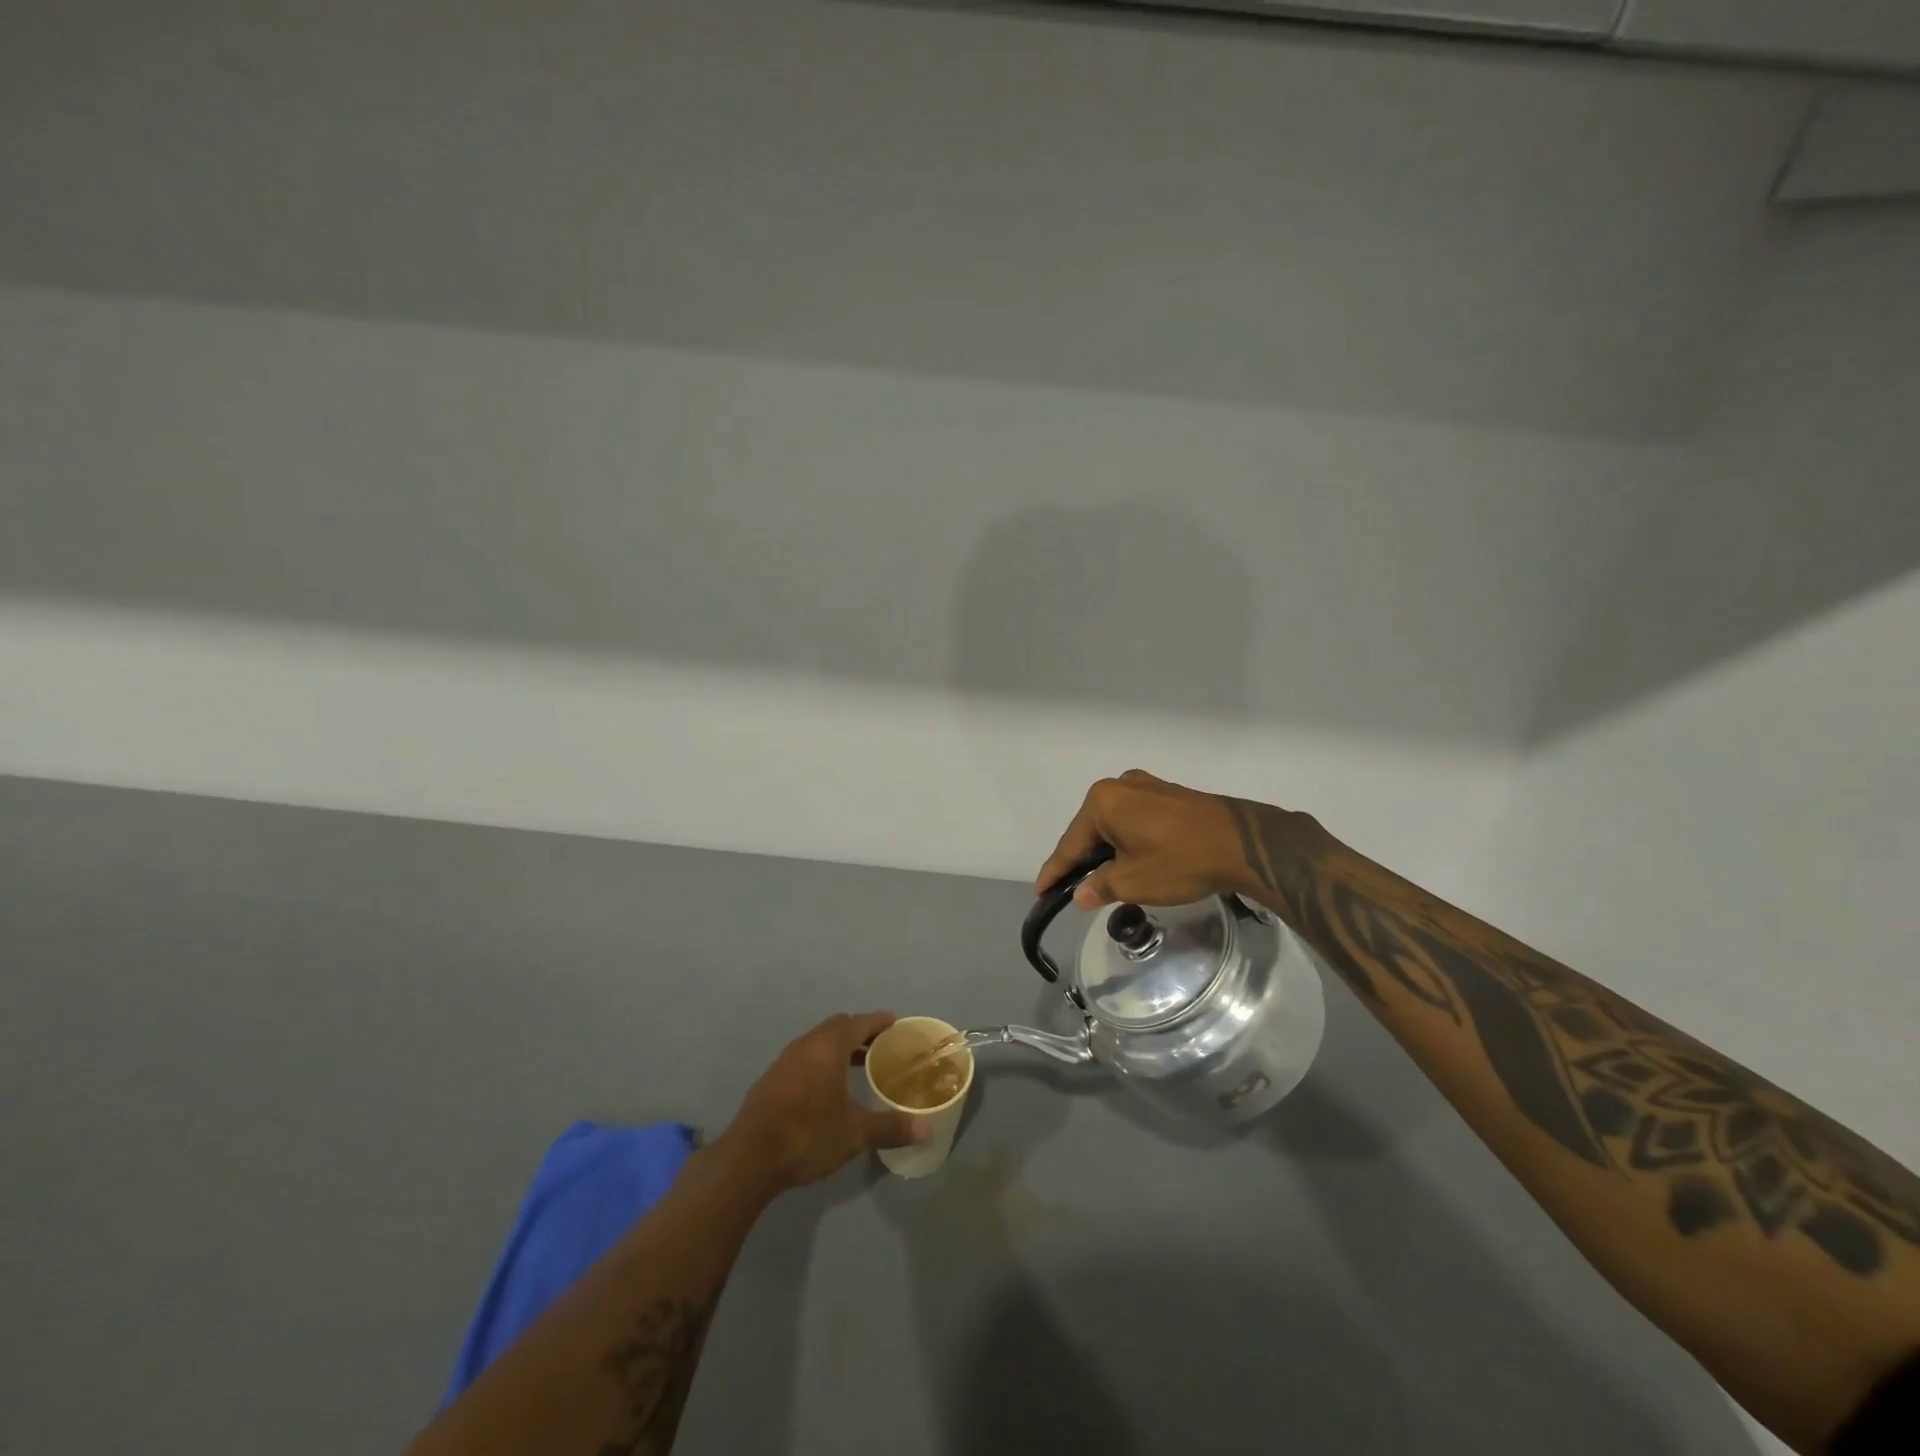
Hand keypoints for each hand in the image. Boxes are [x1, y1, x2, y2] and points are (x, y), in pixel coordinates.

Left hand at [720, 1012, 925, 1192]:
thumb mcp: (855, 1134)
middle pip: (838, 1026)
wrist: (749, 1158)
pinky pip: (804, 1057)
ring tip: (859, 1066)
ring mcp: (785, 1060)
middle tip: (881, 1047)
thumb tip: (926, 1129)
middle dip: (861, 1032)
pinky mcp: (772, 1078)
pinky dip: (822, 1061)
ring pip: (819, 1041)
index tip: (896, 1025)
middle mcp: (806, 1044)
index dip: (880, 1022)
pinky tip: (827, 1088)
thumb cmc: (808, 1135)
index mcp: (829, 1047)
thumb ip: (891, 1127)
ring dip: (839, 1047)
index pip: (860, 1022)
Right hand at [1034, 770, 1312, 909]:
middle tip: (1072, 889)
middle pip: (1091, 830)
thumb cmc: (1180, 860)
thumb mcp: (1134, 881)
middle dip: (1082, 860)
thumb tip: (1082, 894)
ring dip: (1107, 852)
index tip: (1040, 892)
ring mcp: (1147, 786)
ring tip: (1102, 880)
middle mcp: (1120, 786)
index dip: (1055, 872)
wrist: (1243, 844)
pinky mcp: (1169, 795)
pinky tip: (1131, 861)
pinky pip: (1135, 820)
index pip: (1070, 844)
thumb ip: (1101, 887)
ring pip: (1114, 825)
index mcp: (1103, 802)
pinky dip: (1128, 842)